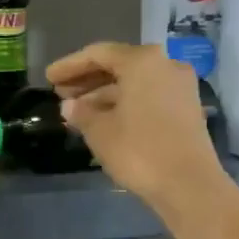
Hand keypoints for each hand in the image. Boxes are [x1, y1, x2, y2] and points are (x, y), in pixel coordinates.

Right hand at [47, 42, 227, 218]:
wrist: (189, 184)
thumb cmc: (139, 151)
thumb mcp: (100, 132)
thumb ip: (81, 113)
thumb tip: (69, 106)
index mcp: (142, 61)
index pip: (98, 54)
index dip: (70, 65)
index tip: (49, 78)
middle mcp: (165, 64)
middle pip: (119, 65)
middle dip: (88, 79)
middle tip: (61, 94)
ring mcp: (180, 86)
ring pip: (134, 82)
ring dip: (104, 93)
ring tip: (78, 111)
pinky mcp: (187, 108)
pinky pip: (148, 96)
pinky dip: (125, 103)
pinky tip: (104, 120)